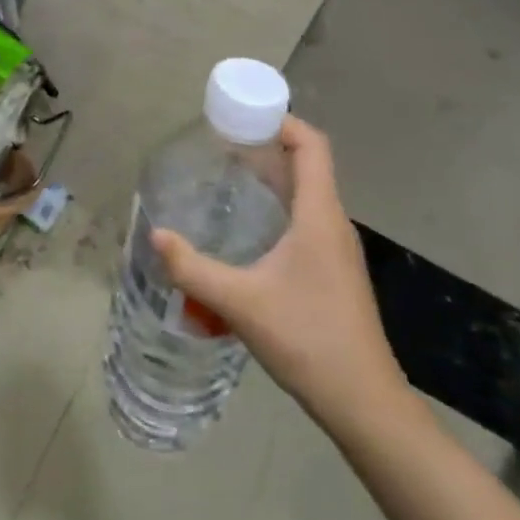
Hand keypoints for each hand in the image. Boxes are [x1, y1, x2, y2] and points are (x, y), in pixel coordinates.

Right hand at [151, 116, 412, 442]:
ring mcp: (336, 250)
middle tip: (221, 143)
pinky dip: (277, 208)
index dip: (282, 122)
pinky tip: (247, 230)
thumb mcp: (240, 303)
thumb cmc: (307, 339)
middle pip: (307, 165)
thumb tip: (155, 236)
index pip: (312, 146)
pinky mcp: (333, 272)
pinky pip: (305, 221)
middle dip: (266, 146)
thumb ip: (193, 268)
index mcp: (319, 216)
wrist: (364, 402)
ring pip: (306, 195)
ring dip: (271, 178)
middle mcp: (332, 224)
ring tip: (227, 177)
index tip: (243, 116)